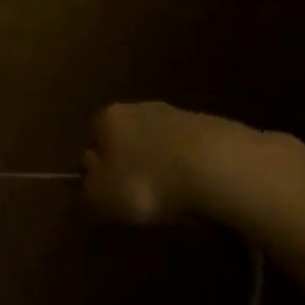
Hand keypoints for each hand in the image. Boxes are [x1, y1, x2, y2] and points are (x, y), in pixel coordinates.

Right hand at [82, 101, 224, 223]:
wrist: (216, 167)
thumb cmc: (147, 182)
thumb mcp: (104, 196)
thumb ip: (89, 187)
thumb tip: (88, 178)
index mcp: (108, 119)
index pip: (93, 135)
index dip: (98, 163)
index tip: (106, 188)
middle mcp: (139, 107)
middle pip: (127, 135)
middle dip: (130, 160)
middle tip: (136, 192)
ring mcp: (177, 114)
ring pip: (159, 141)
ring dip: (161, 163)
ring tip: (170, 195)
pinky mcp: (211, 127)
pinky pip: (189, 150)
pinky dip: (188, 167)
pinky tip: (196, 189)